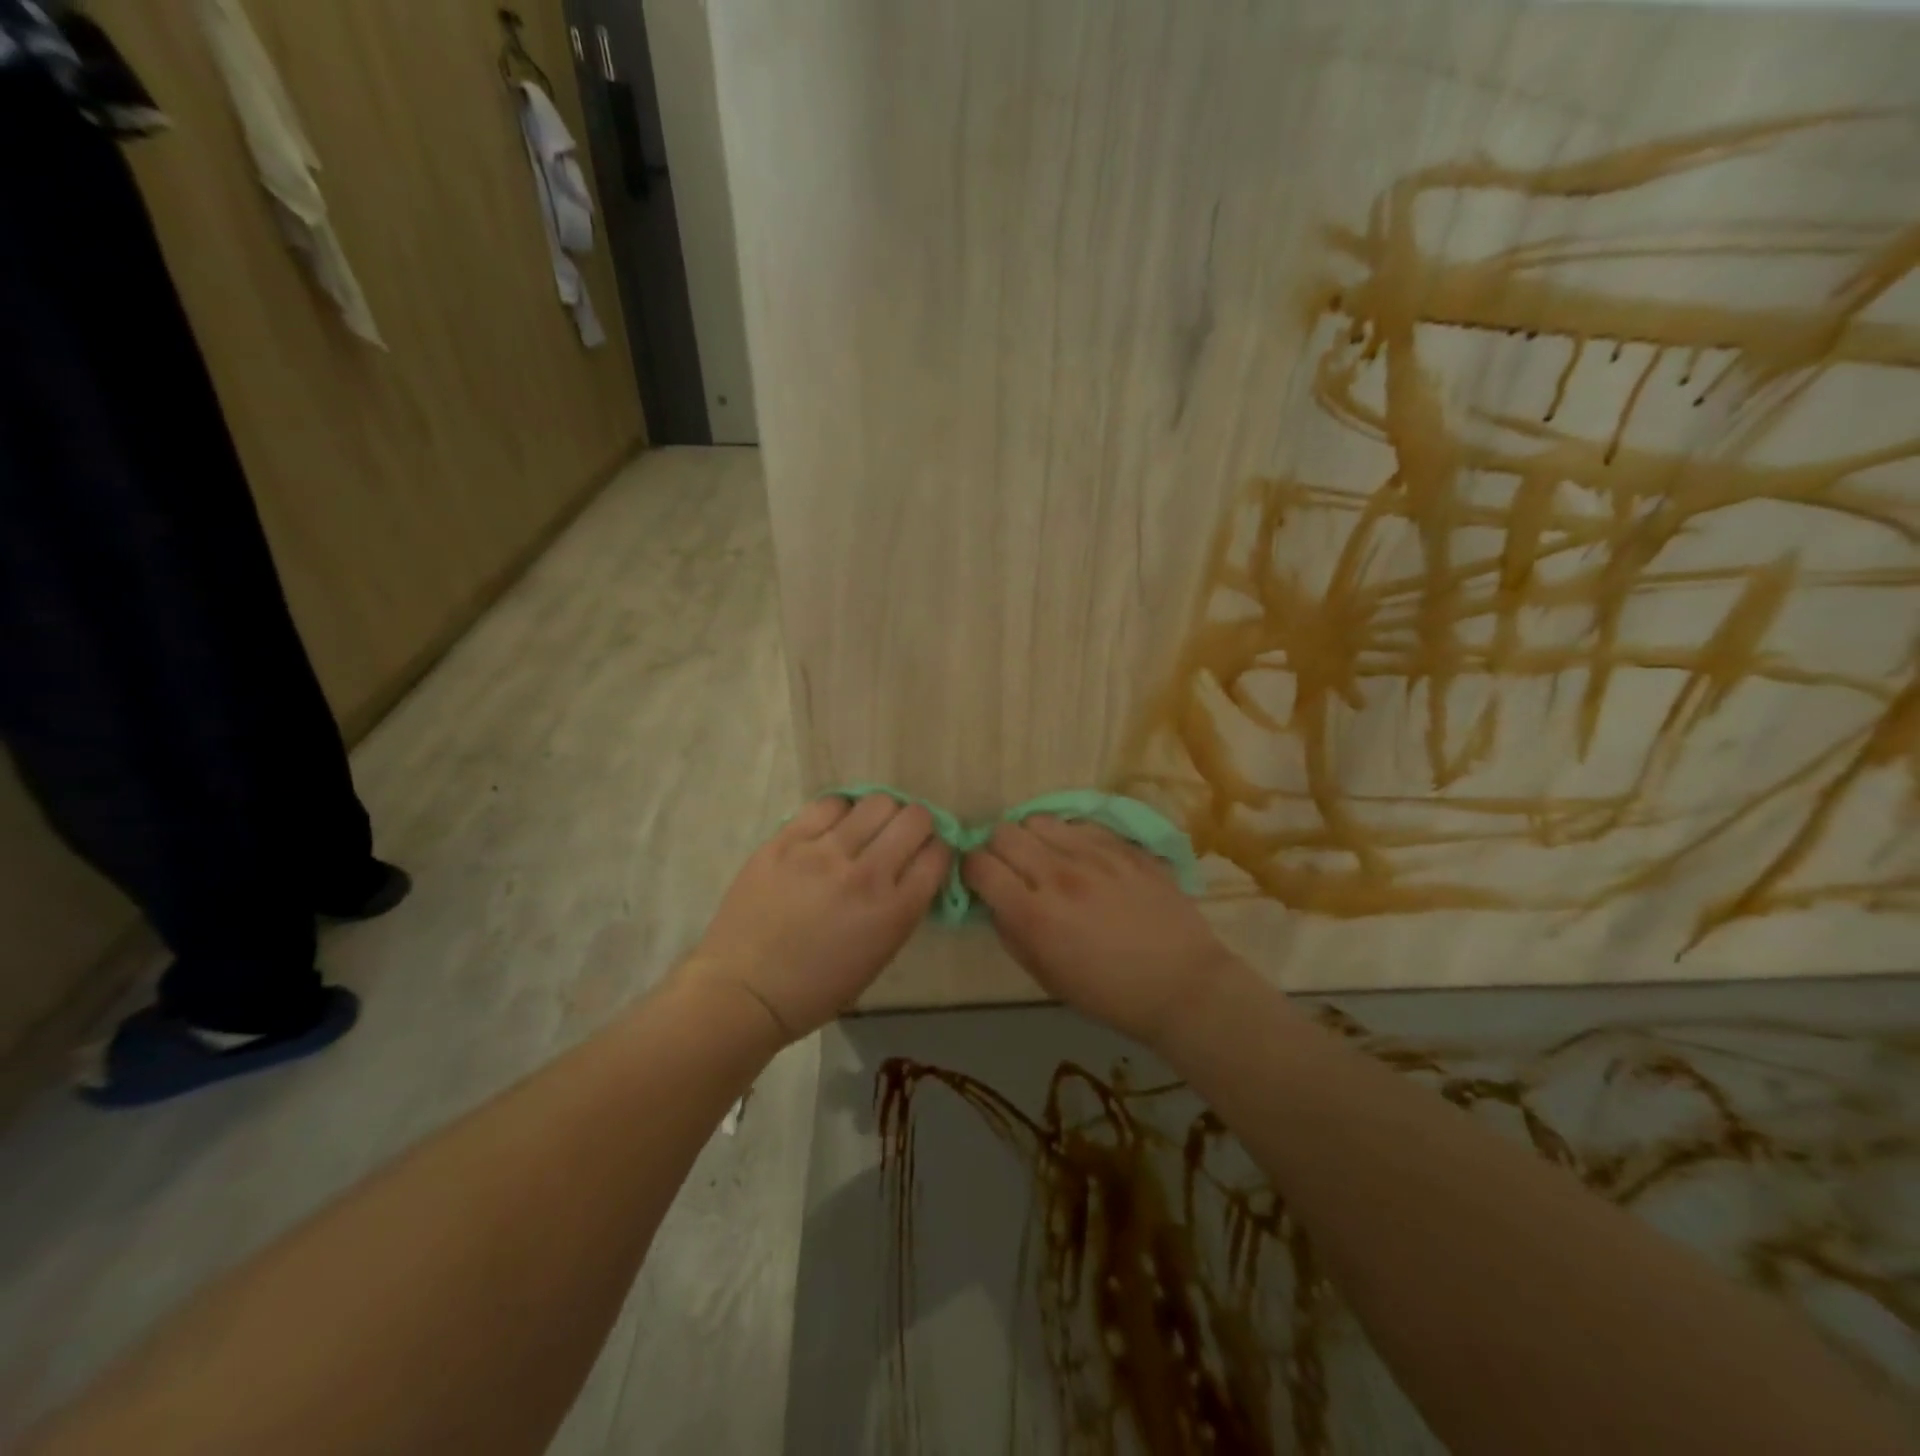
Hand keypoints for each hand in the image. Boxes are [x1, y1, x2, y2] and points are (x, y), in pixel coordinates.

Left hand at [686, 794, 948, 1041]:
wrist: (744, 990)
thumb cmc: (816, 988)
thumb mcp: (879, 955)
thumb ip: (902, 907)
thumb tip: (914, 868)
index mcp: (894, 912)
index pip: (938, 854)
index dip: (936, 850)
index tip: (925, 855)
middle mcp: (866, 874)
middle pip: (914, 818)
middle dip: (917, 824)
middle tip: (900, 836)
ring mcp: (824, 853)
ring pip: (876, 802)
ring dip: (880, 814)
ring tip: (865, 828)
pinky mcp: (787, 840)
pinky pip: (829, 804)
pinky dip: (841, 811)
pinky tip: (834, 826)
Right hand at [961, 816, 1240, 1050]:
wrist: (1182, 984)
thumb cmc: (1109, 994)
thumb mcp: (1046, 976)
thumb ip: (1011, 932)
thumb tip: (994, 900)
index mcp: (1034, 915)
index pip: (978, 865)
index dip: (970, 870)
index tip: (979, 881)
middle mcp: (1058, 875)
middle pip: (1003, 832)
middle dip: (996, 849)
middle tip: (1010, 868)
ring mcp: (1094, 855)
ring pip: (1038, 820)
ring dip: (1031, 838)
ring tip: (1046, 858)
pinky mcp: (1123, 846)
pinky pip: (1079, 824)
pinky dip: (1068, 836)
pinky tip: (1080, 857)